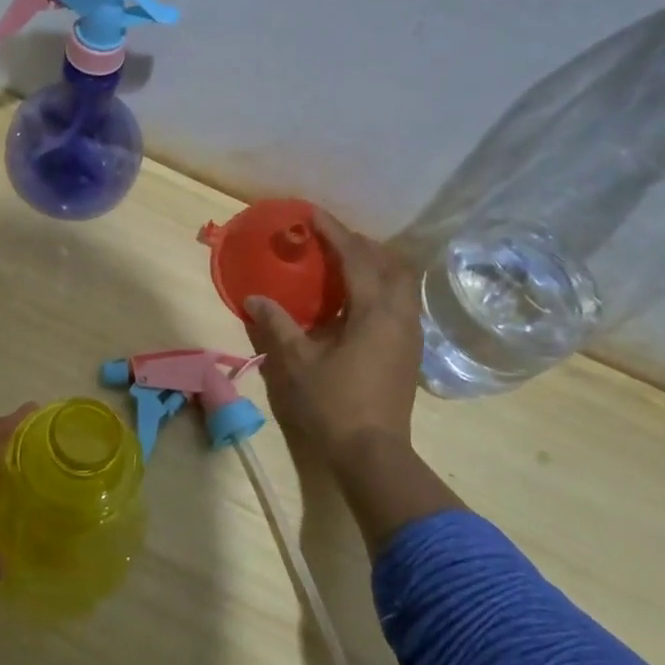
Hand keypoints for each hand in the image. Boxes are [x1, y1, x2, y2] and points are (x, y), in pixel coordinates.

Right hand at [244, 209, 422, 461]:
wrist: (372, 451)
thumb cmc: (333, 404)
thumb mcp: (296, 362)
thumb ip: (277, 324)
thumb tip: (255, 298)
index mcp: (375, 311)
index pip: (356, 257)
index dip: (334, 231)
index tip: (311, 214)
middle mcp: (400, 314)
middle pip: (390, 262)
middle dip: (361, 244)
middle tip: (330, 241)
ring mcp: (410, 333)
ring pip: (400, 282)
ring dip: (374, 265)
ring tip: (342, 266)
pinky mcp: (409, 350)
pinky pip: (399, 301)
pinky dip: (379, 288)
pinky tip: (354, 302)